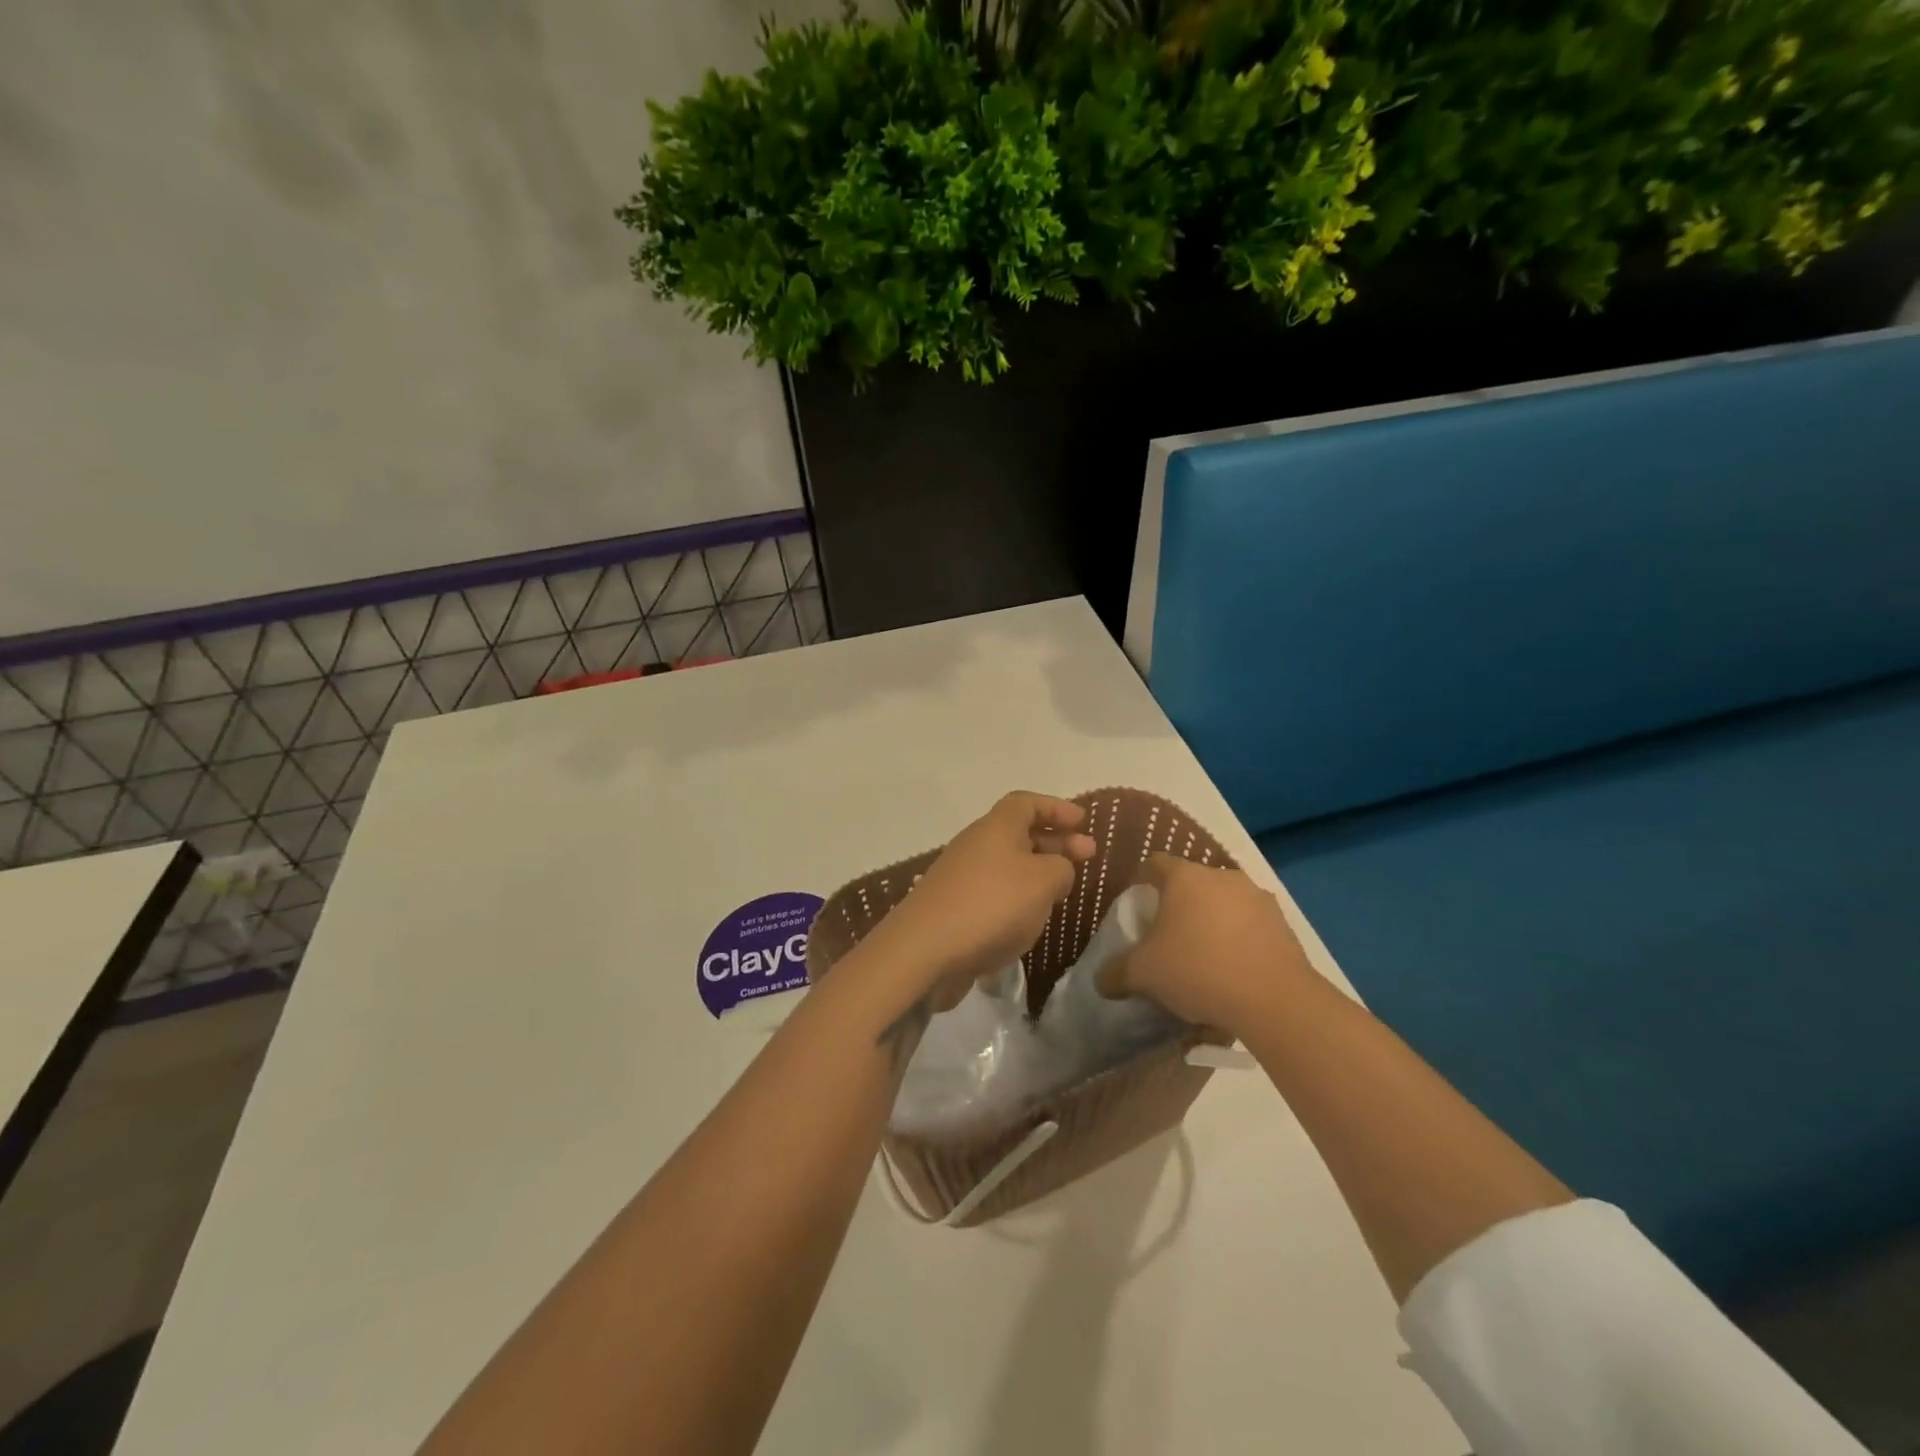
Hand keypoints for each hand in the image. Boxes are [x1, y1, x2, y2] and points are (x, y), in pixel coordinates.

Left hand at [866, 792, 1095, 1009]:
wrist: (925, 950)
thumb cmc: (991, 905)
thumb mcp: (1043, 881)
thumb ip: (1062, 867)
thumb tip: (1057, 869)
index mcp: (996, 827)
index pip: (1027, 802)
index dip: (1056, 808)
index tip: (1083, 822)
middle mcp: (976, 844)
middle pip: (1019, 832)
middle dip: (1055, 841)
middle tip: (1088, 856)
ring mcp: (961, 877)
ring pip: (1007, 865)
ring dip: (1037, 872)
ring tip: (1063, 892)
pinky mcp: (954, 908)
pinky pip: (994, 893)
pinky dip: (1017, 899)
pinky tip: (1029, 921)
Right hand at [1105, 854, 1315, 1034]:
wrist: (1273, 1000)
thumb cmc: (1197, 970)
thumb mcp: (1143, 974)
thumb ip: (1116, 973)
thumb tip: (1100, 980)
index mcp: (1184, 877)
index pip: (1154, 863)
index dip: (1142, 880)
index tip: (1136, 903)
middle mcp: (1222, 876)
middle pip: (1192, 883)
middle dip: (1179, 904)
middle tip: (1168, 935)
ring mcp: (1257, 897)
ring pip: (1224, 902)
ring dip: (1212, 921)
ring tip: (1204, 956)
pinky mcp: (1283, 923)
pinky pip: (1250, 924)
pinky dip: (1239, 939)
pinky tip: (1234, 970)